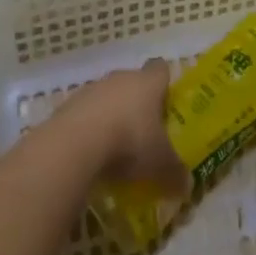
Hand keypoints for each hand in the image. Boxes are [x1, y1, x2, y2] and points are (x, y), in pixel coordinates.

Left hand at [67, 61, 186, 191]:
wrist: (74, 145)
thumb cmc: (128, 142)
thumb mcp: (160, 164)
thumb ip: (175, 173)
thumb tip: (188, 186)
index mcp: (148, 82)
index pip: (160, 69)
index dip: (164, 82)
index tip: (166, 101)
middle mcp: (121, 77)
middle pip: (133, 82)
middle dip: (137, 102)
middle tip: (143, 131)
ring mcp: (92, 89)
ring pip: (107, 97)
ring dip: (110, 115)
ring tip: (114, 146)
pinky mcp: (68, 105)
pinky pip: (84, 113)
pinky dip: (88, 128)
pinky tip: (90, 153)